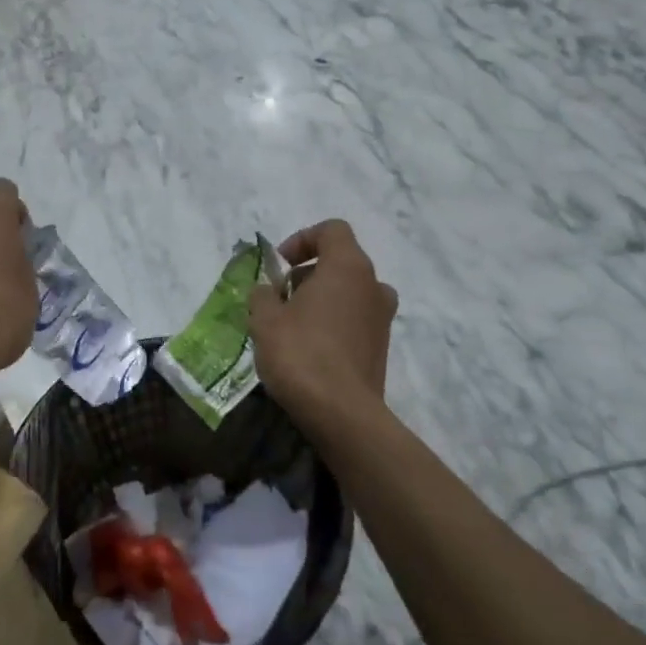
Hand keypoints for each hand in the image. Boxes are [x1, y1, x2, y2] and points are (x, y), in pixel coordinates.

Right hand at [249, 220, 397, 424]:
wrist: (342, 414)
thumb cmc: (300, 353)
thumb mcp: (265, 318)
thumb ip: (263, 294)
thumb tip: (268, 291)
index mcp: (348, 267)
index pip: (331, 230)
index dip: (302, 240)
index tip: (279, 266)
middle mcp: (373, 286)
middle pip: (340, 262)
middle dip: (306, 274)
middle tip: (279, 298)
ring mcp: (382, 319)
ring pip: (348, 293)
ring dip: (320, 300)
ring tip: (291, 326)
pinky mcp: (381, 348)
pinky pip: (354, 321)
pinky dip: (332, 324)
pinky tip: (308, 350)